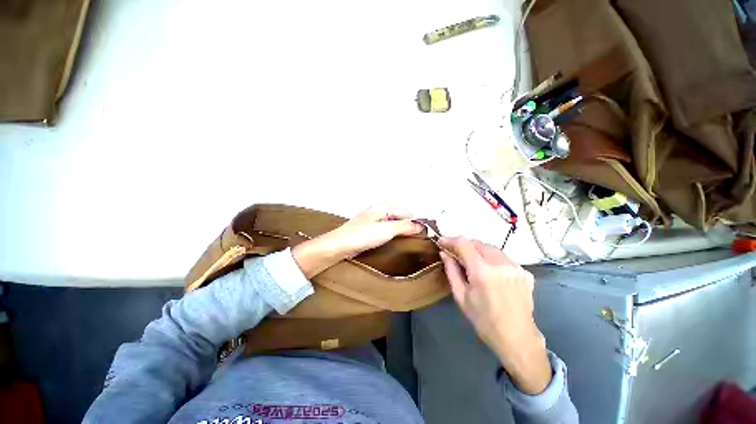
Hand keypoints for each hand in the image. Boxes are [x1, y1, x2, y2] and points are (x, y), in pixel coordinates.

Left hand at [293, 204, 423, 277]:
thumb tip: (422, 226)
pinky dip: (391, 235)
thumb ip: (405, 226)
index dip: (415, 224)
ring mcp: (374, 219)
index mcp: (384, 206)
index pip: (407, 213)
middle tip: (413, 241)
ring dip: (399, 232)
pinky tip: (391, 242)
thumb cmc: (363, 235)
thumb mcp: (387, 230)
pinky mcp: (369, 229)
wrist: (340, 245)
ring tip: (403, 243)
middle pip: (400, 217)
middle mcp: (379, 210)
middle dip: (407, 228)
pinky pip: (386, 229)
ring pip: (393, 224)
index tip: (422, 236)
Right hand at [438, 236, 551, 394]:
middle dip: (464, 245)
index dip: (451, 239)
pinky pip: (503, 257)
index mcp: (482, 272)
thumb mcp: (461, 296)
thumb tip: (444, 253)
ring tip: (472, 262)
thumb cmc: (484, 320)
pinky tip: (490, 272)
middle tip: (456, 254)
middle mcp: (500, 264)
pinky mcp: (525, 272)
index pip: (464, 243)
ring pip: (491, 248)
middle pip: (477, 243)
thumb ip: (451, 271)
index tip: (442, 241)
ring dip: (478, 251)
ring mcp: (516, 267)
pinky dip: (492, 259)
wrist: (517, 338)